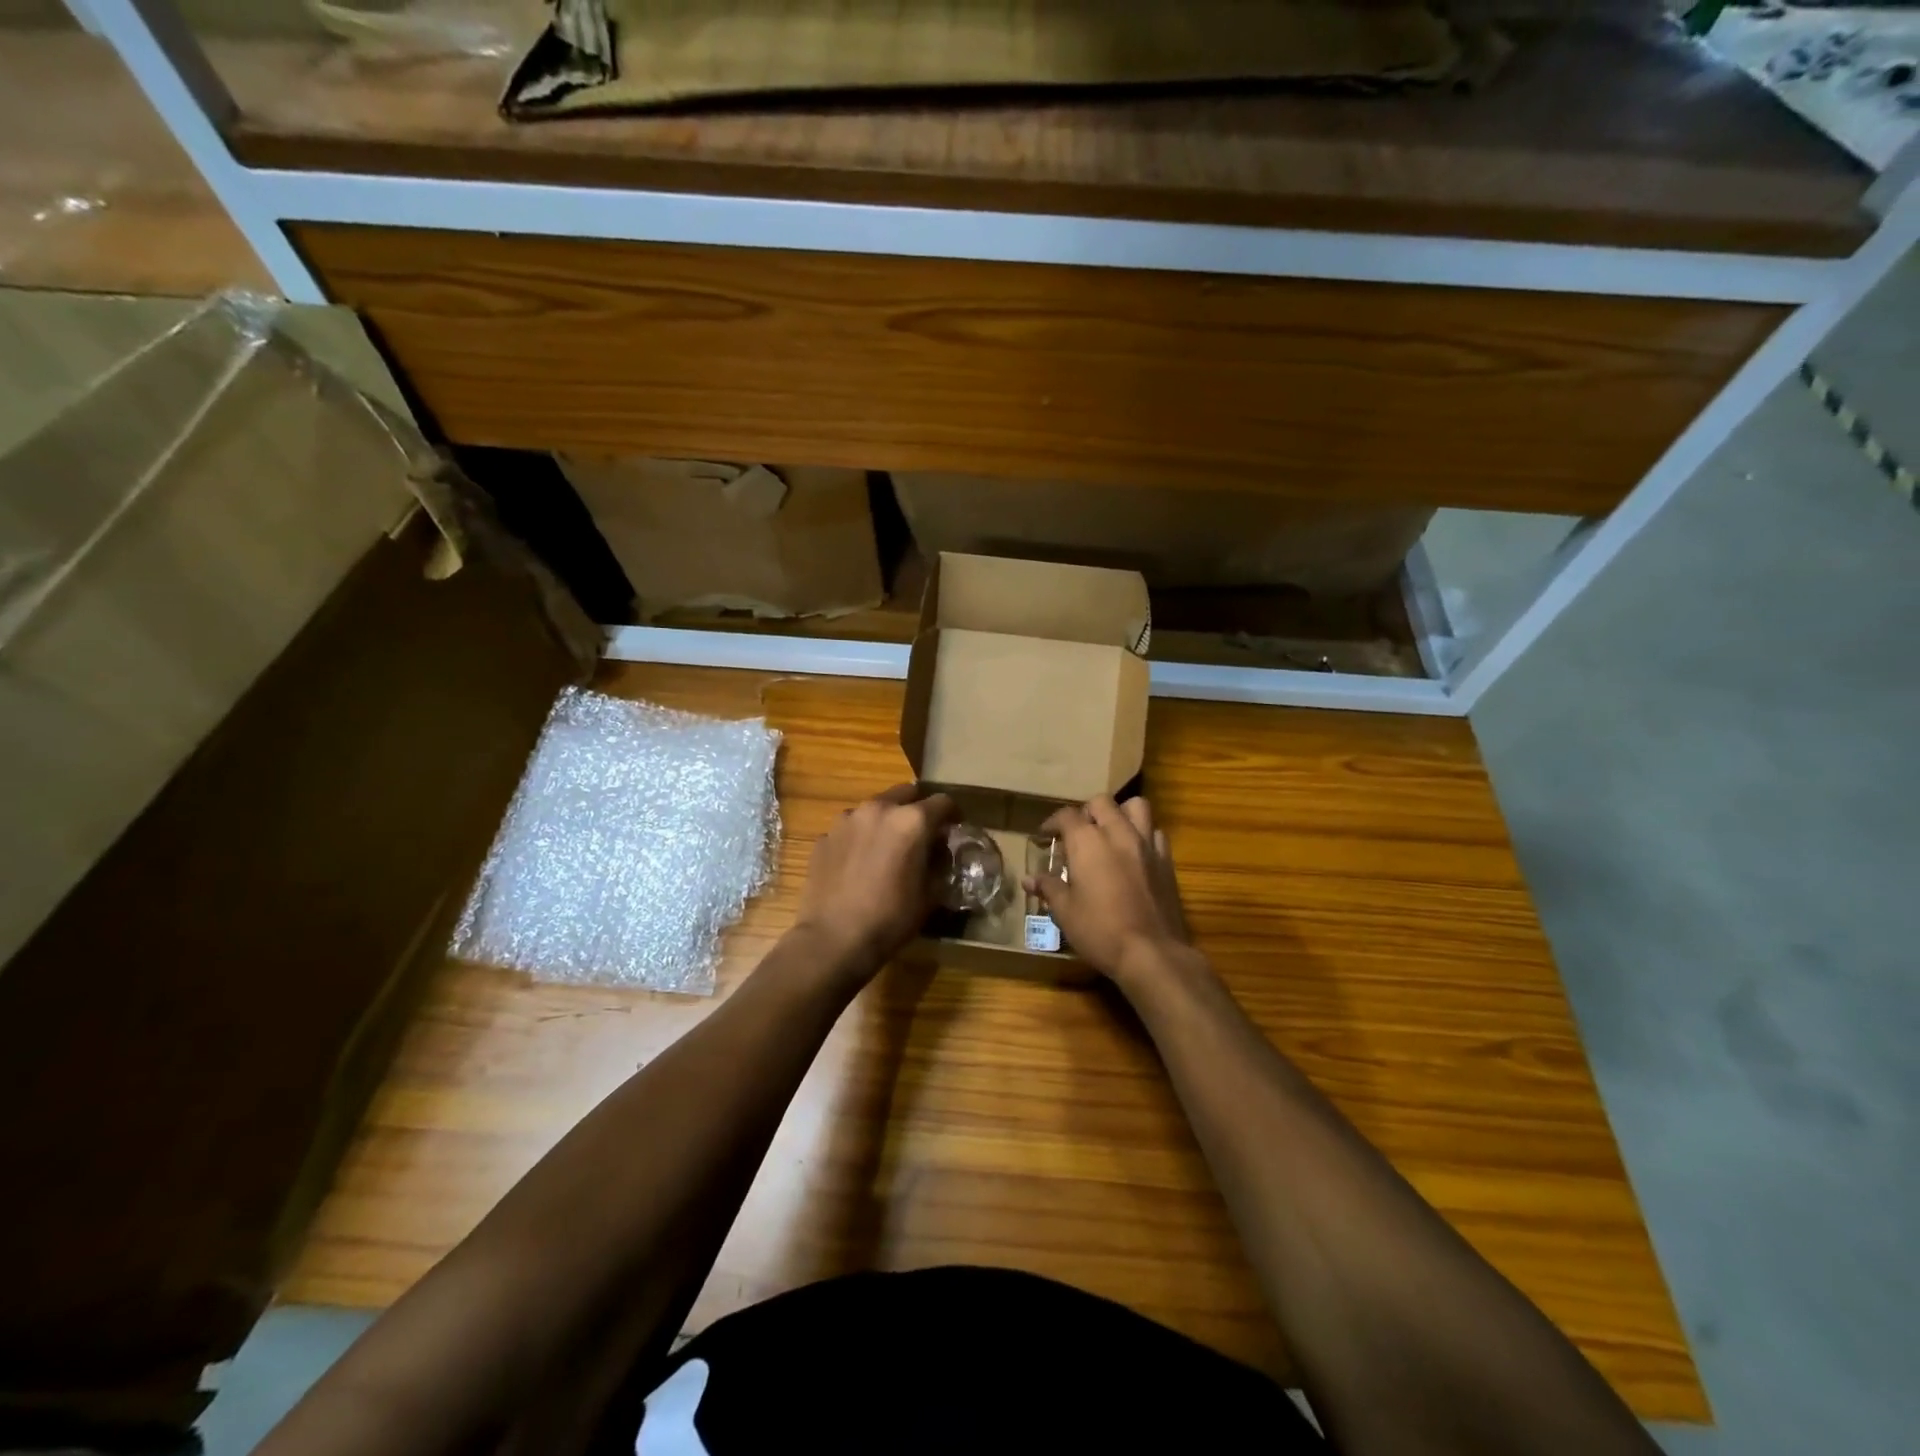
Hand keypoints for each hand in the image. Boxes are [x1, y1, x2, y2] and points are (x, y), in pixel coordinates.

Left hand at [792, 784, 957, 980]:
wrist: (833, 939)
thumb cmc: (890, 918)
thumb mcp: (930, 894)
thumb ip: (939, 862)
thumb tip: (939, 850)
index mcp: (911, 820)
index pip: (943, 802)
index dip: (953, 816)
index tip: (954, 830)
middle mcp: (878, 808)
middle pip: (906, 793)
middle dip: (918, 808)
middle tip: (921, 834)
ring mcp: (847, 819)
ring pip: (875, 808)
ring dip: (886, 820)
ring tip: (887, 848)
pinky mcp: (825, 835)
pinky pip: (851, 828)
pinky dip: (860, 837)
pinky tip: (859, 863)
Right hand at [1023, 796, 1200, 988]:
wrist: (1151, 952)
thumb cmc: (1099, 930)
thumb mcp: (1065, 911)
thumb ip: (1048, 888)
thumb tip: (1029, 879)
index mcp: (1088, 841)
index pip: (1066, 816)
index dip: (1052, 823)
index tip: (1045, 837)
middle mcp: (1118, 833)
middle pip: (1101, 802)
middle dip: (1086, 812)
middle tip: (1078, 834)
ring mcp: (1146, 844)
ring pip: (1136, 807)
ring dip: (1120, 814)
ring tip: (1111, 833)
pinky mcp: (1166, 860)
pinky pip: (1155, 833)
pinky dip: (1143, 835)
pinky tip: (1135, 854)